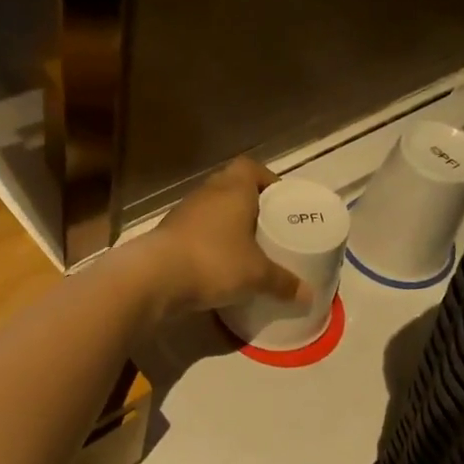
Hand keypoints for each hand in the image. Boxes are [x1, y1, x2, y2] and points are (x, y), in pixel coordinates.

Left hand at [140, 158, 309, 316]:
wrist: (155, 277)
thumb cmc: (214, 262)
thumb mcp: (257, 275)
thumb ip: (283, 282)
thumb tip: (309, 296)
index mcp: (233, 188)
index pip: (252, 167)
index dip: (268, 181)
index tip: (281, 202)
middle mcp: (207, 192)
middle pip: (232, 187)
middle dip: (250, 205)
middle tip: (268, 228)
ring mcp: (183, 212)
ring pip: (212, 210)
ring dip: (227, 224)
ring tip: (245, 248)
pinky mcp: (167, 234)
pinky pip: (196, 231)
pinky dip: (208, 242)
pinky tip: (218, 264)